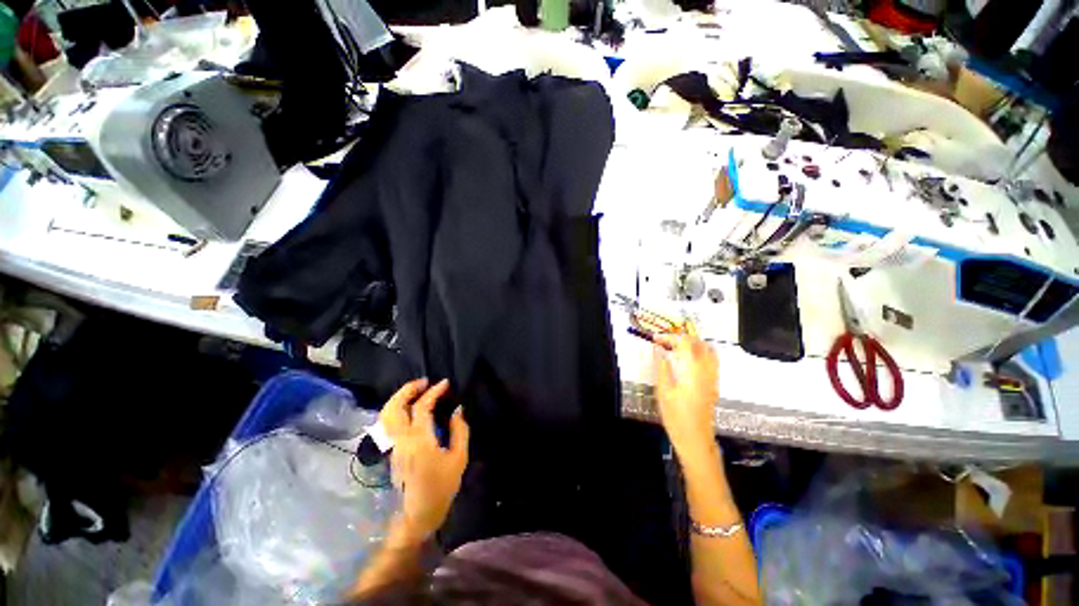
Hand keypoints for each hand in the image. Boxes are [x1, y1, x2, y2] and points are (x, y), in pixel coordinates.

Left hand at [379, 379, 469, 544]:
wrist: (418, 515)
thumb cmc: (442, 487)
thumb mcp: (459, 458)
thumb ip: (460, 430)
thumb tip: (457, 409)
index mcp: (419, 440)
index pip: (421, 407)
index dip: (433, 392)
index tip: (445, 383)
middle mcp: (401, 440)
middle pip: (394, 407)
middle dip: (407, 390)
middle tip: (424, 382)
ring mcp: (393, 446)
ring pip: (386, 415)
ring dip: (399, 398)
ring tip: (417, 391)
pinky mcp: (392, 452)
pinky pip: (390, 423)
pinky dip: (398, 409)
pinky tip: (412, 408)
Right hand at [654, 334, 719, 468]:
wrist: (695, 439)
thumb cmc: (676, 416)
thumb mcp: (664, 392)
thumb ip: (663, 369)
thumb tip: (660, 352)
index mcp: (693, 371)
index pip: (685, 343)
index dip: (670, 337)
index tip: (656, 338)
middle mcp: (707, 371)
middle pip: (700, 343)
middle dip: (682, 338)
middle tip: (666, 341)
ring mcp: (713, 378)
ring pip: (709, 351)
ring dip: (693, 344)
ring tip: (677, 347)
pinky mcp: (714, 385)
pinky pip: (712, 361)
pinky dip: (701, 353)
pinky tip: (687, 361)